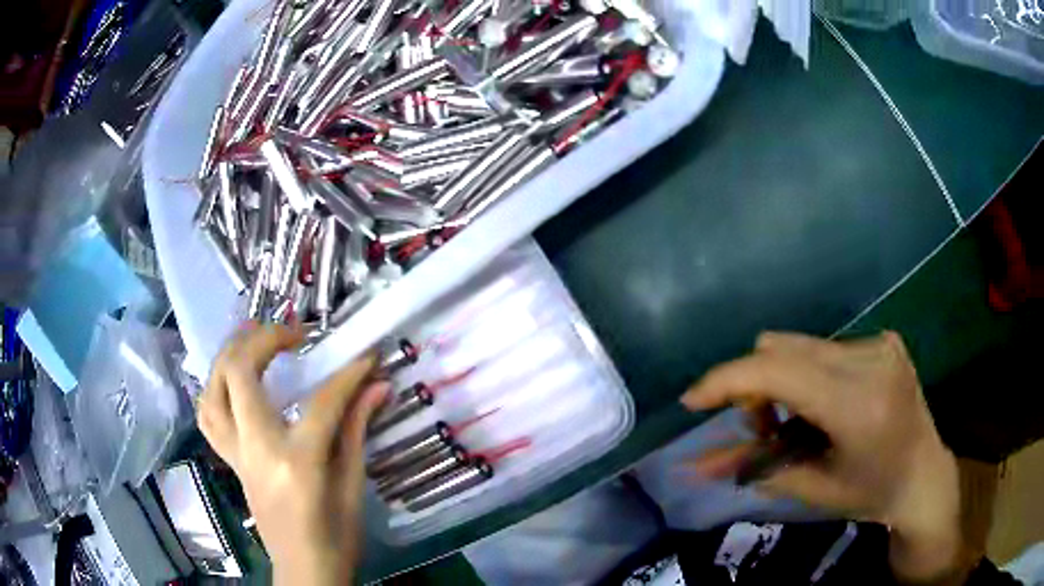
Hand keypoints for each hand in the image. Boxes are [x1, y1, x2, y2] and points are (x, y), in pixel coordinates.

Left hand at [196, 323, 388, 585]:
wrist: (304, 569)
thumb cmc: (336, 535)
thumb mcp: (354, 485)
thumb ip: (357, 429)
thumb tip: (379, 386)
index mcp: (297, 461)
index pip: (322, 402)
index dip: (348, 374)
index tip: (367, 355)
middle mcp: (257, 449)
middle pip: (240, 374)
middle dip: (264, 339)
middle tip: (294, 333)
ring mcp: (237, 454)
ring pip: (212, 388)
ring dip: (230, 354)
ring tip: (254, 340)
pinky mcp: (230, 460)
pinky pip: (208, 414)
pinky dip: (215, 387)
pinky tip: (233, 380)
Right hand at [681, 332, 961, 583]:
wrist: (923, 476)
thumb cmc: (870, 493)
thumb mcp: (810, 488)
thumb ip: (751, 470)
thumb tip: (693, 466)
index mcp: (857, 404)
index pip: (778, 371)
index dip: (727, 381)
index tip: (692, 401)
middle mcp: (870, 359)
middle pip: (783, 349)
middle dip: (755, 387)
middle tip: (759, 427)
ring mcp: (880, 343)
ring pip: (801, 345)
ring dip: (781, 379)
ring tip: (793, 418)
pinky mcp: (884, 339)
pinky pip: (824, 347)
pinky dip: (807, 374)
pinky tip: (822, 404)